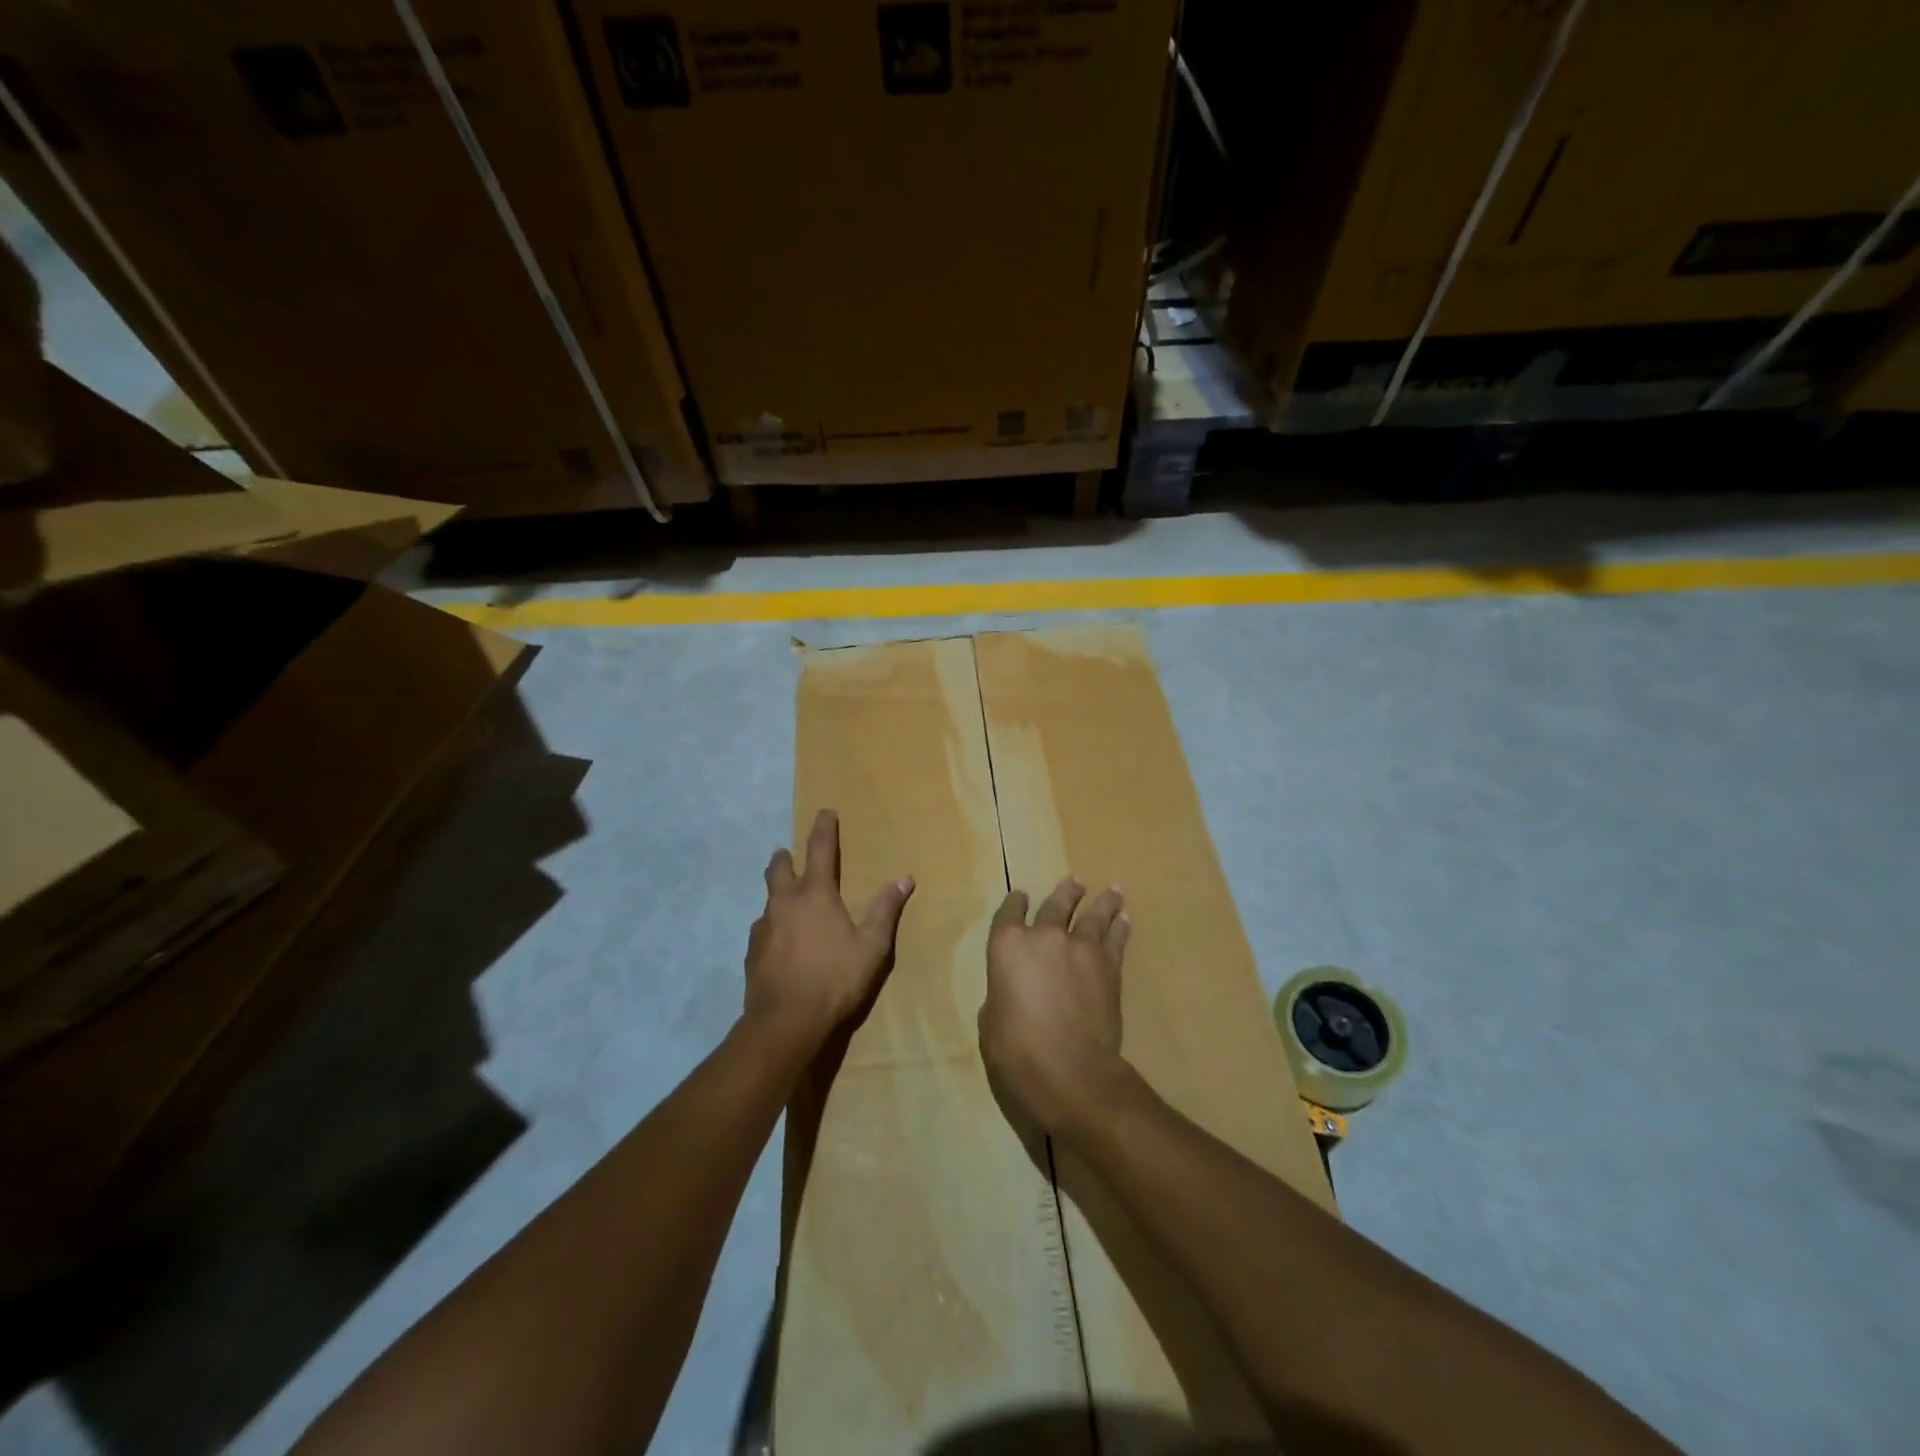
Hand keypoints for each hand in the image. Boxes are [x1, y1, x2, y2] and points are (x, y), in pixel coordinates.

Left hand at [745, 809, 913, 1054]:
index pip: (820, 850)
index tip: (825, 812)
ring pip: (768, 900)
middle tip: (787, 853)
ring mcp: (763, 928)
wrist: (785, 1022)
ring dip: (777, 893)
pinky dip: (772, 926)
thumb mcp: (872, 946)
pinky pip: (762, 929)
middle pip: (779, 869)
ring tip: (787, 902)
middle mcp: (785, 903)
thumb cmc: (835, 979)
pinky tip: (779, 941)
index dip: (824, 829)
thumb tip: (904, 878)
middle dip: (785, 857)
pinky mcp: (752, 953)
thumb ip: (886, 910)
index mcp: (815, 894)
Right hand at [978, 877, 1131, 1136]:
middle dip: (1066, 893)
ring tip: (1112, 890)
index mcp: (1008, 946)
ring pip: (1093, 915)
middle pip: (1057, 905)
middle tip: (1076, 882)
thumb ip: (1002, 996)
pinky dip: (1120, 927)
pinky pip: (1115, 938)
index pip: (1010, 913)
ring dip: (1102, 901)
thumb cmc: (1016, 1051)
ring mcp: (1080, 949)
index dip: (1015, 903)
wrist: (1070, 1070)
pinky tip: (1125, 919)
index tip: (1020, 897)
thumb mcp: (992, 1022)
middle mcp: (1044, 937)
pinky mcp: (1109, 967)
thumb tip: (1012, 995)